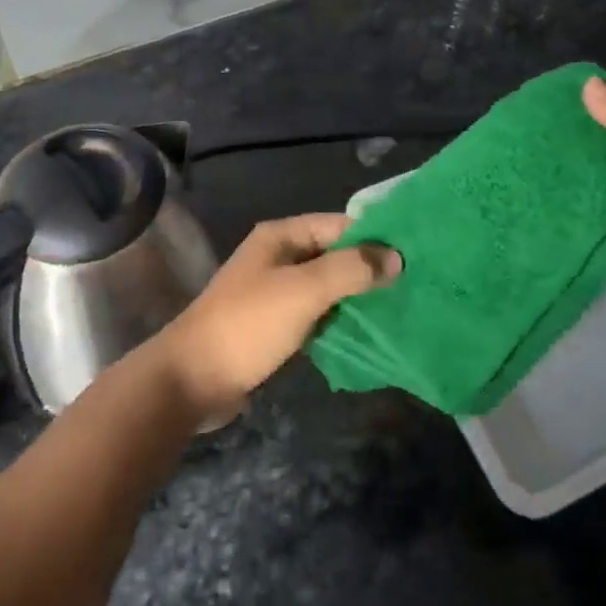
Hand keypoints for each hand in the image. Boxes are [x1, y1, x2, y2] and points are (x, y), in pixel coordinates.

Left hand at [151, 214, 401, 418]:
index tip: (413, 255)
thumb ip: (351, 270)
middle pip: (334, 255)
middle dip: (369, 269)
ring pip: (327, 287)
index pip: (339, 224)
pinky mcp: (274, 325)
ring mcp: (275, 292)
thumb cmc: (248, 325)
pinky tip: (367, 332)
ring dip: (356, 297)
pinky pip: (316, 314)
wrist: (192, 380)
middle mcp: (278, 257)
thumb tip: (396, 257)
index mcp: (280, 236)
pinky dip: (339, 319)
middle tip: (413, 286)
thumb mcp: (303, 291)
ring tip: (400, 308)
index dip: (374, 237)